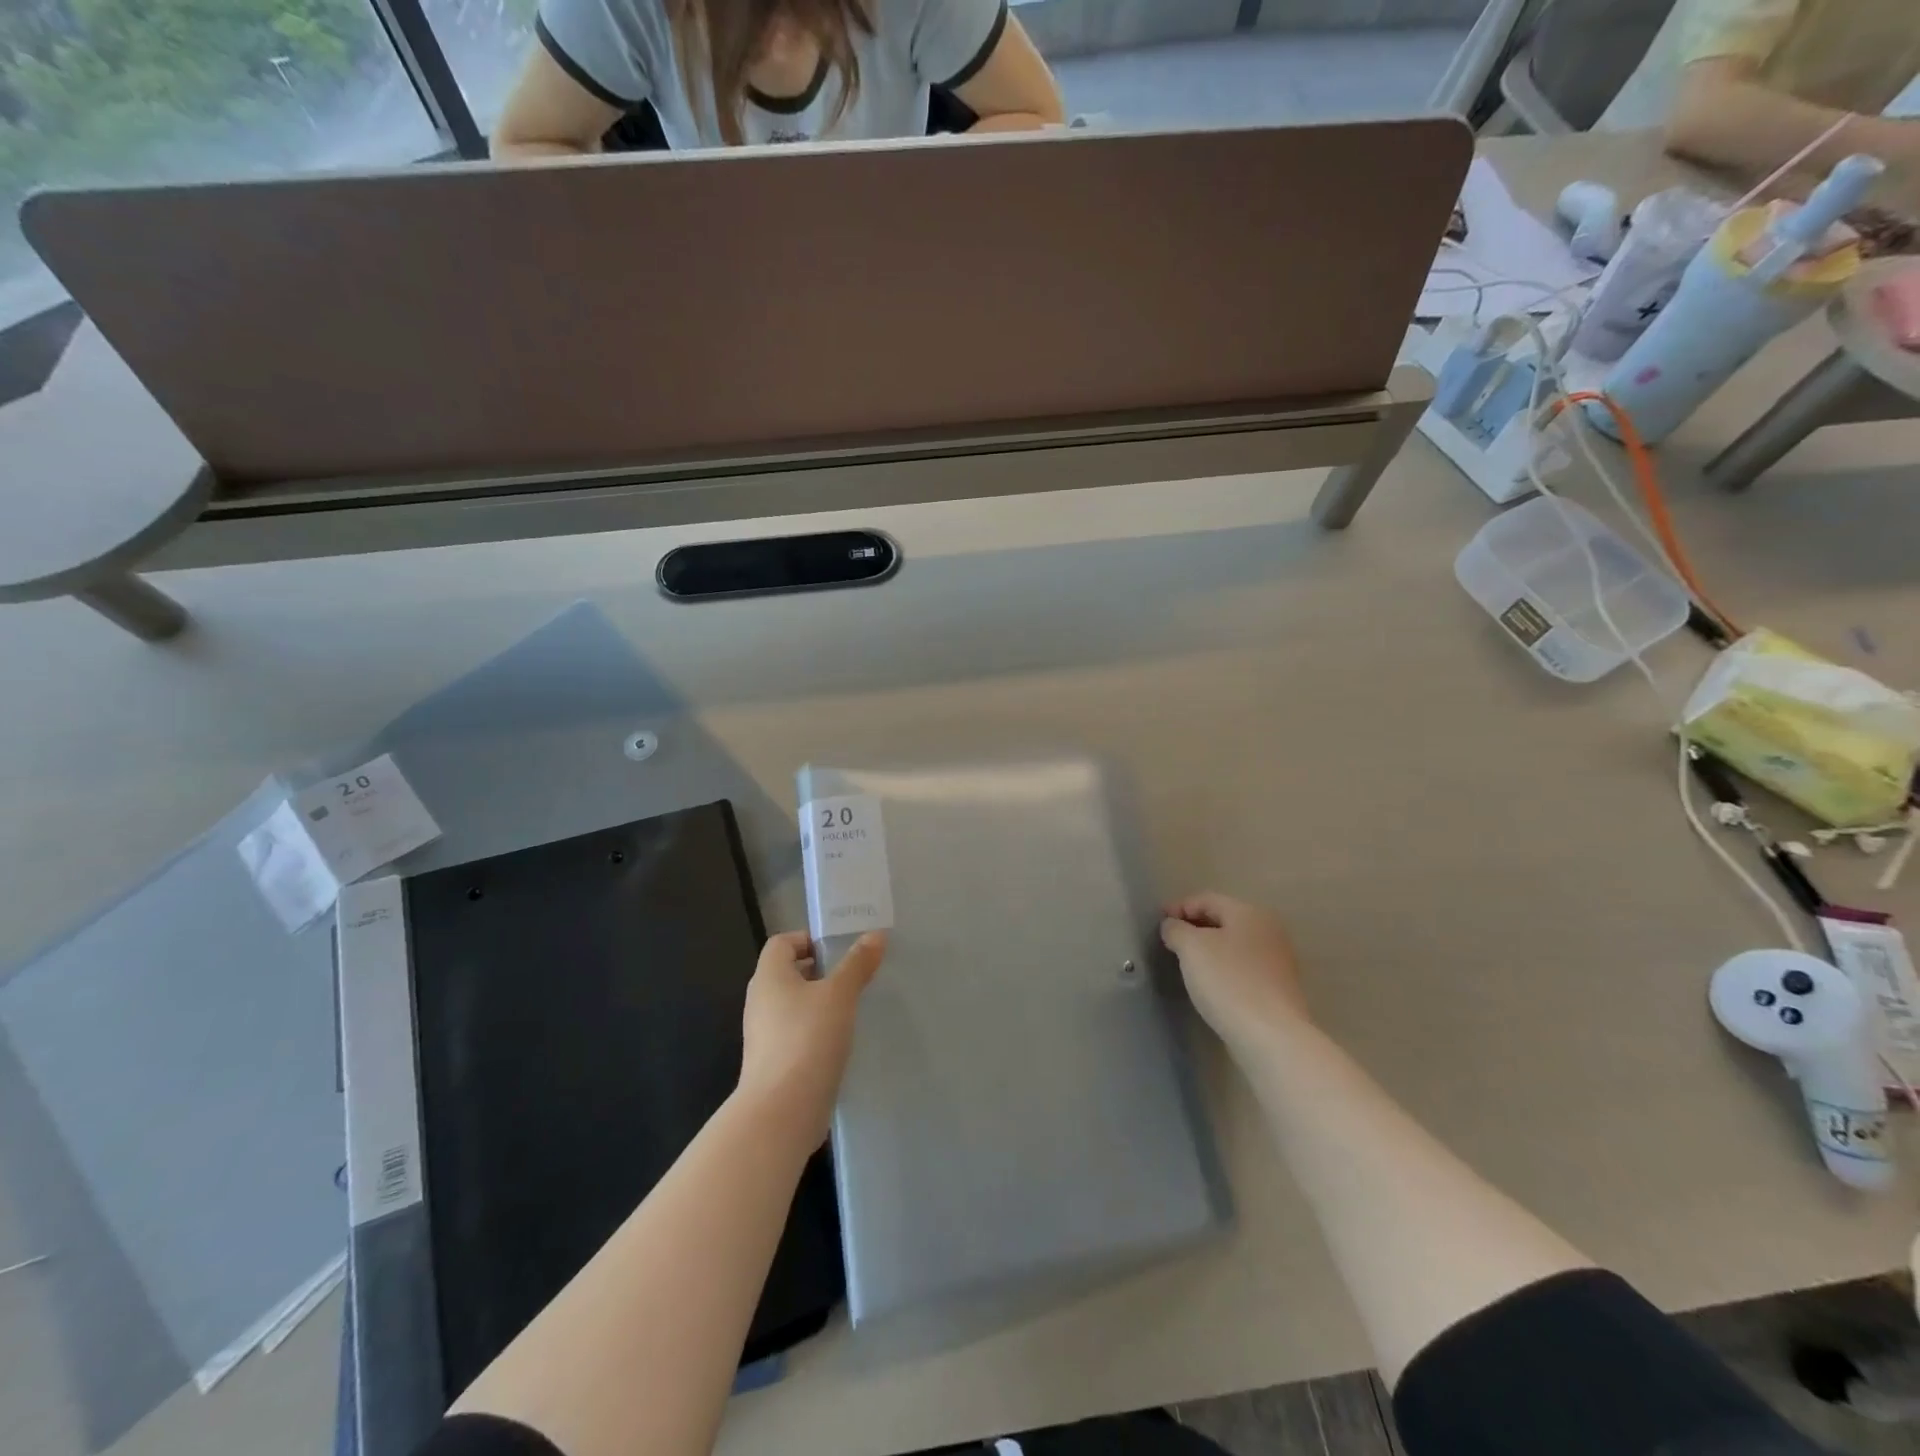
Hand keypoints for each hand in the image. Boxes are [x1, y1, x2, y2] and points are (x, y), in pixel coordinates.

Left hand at [739, 930, 885, 1146]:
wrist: (782, 1112)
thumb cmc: (808, 1039)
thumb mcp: (839, 994)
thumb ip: (857, 963)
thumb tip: (875, 935)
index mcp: (769, 977)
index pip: (782, 942)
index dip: (808, 939)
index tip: (840, 951)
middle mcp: (761, 1002)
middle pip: (788, 974)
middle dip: (821, 972)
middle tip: (854, 977)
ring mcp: (764, 1036)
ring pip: (794, 1007)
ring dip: (820, 1004)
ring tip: (853, 1009)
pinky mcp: (773, 1064)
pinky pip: (796, 1035)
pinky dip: (816, 1032)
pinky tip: (841, 1042)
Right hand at [1160, 893, 1308, 1046]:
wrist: (1271, 1036)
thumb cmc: (1228, 982)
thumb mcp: (1191, 948)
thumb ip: (1176, 929)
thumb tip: (1173, 926)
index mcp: (1250, 913)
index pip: (1206, 899)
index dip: (1179, 907)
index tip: (1157, 923)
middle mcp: (1269, 930)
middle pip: (1223, 919)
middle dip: (1194, 927)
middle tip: (1169, 942)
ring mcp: (1277, 961)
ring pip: (1233, 945)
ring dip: (1208, 949)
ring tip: (1186, 963)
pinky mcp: (1277, 989)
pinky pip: (1242, 968)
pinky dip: (1223, 969)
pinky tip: (1210, 984)